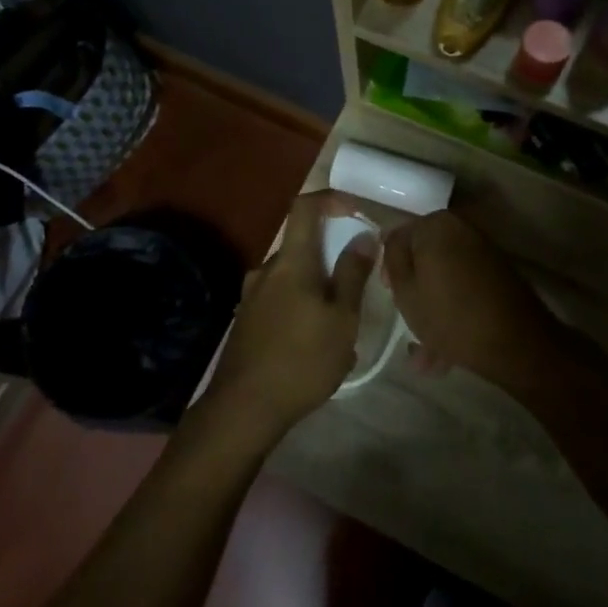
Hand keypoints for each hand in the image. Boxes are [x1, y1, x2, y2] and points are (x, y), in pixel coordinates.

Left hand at [196, 191, 375, 443]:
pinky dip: (302, 306)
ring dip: (318, 287)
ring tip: (340, 324)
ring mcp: (251, 295)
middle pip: (301, 245)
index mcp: (290, 262)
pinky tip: (316, 344)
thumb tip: (363, 236)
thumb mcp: (342, 319)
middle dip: (331, 256)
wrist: (244, 407)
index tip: (356, 211)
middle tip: (358, 285)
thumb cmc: (302, 360)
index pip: (304, 207)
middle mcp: (266, 270)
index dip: (330, 199)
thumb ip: (353, 275)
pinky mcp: (247, 320)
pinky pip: (280, 299)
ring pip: (292, 276)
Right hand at [381, 212, 579, 398]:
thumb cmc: (450, 315)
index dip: (388, 268)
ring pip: (444, 279)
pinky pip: (464, 288)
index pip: (397, 238)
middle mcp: (461, 229)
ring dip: (433, 310)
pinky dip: (453, 311)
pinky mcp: (498, 274)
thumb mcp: (405, 290)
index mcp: (435, 225)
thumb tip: (392, 242)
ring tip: (427, 356)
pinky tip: (445, 353)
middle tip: (407, 321)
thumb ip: (393, 259)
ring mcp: (483, 251)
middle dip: (413, 292)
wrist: (517, 343)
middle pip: (423, 258)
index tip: (389, 295)